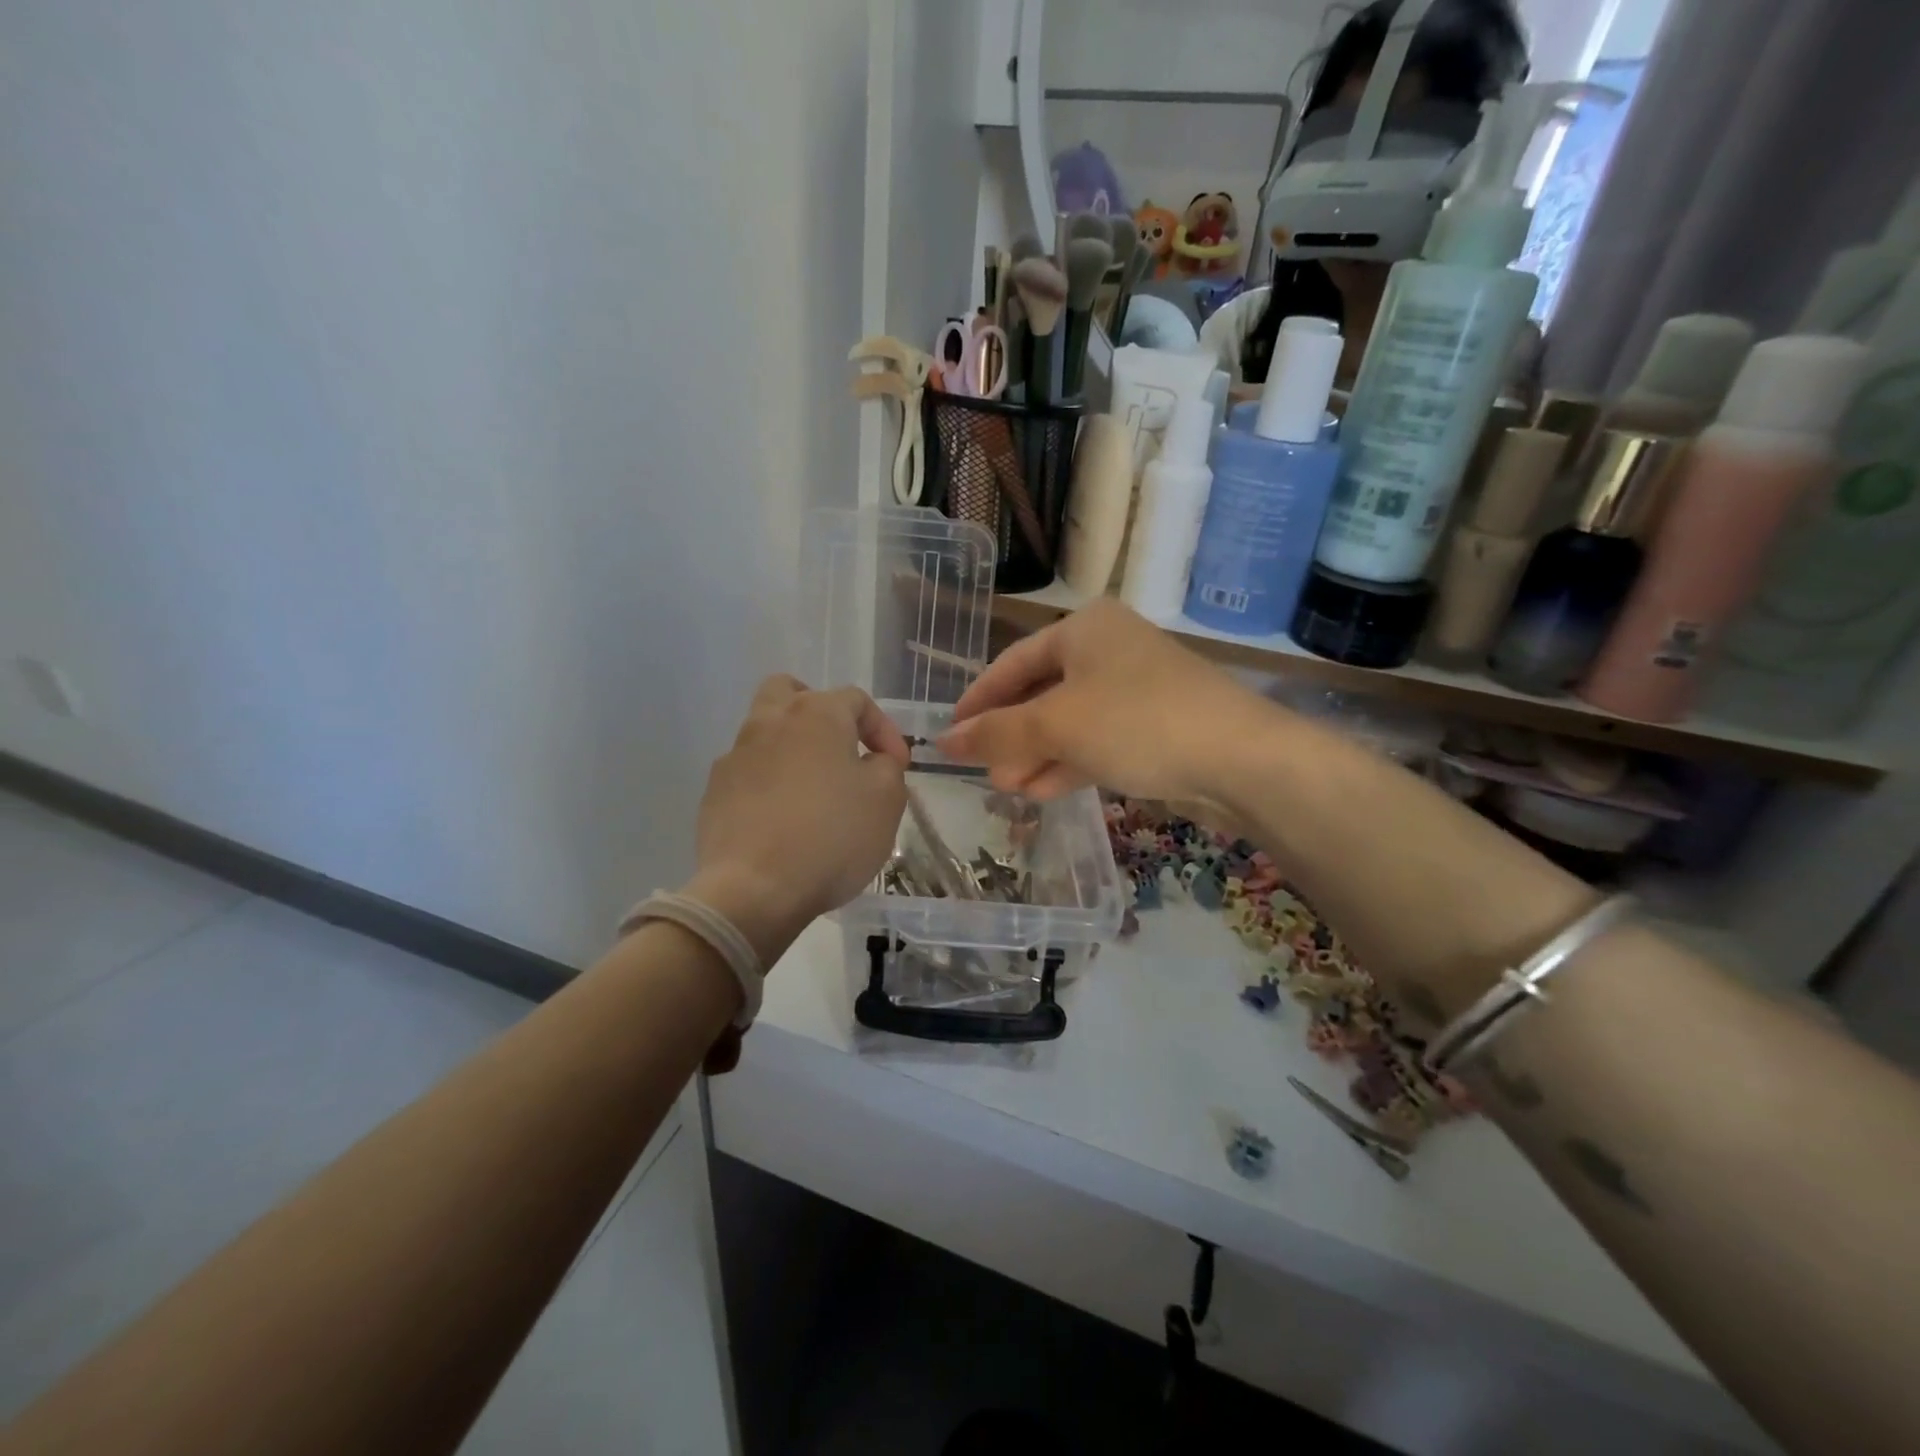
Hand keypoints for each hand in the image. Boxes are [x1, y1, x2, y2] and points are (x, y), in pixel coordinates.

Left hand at [684, 676, 907, 975]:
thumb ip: (887, 767)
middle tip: (840, 745)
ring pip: (764, 731)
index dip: (883, 729)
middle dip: (819, 710)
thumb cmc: (832, 836)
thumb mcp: (886, 800)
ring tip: (813, 789)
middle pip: (791, 691)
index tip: (897, 765)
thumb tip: (873, 760)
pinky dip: (768, 783)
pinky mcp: (715, 792)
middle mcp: (770, 722)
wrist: (754, 889)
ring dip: (792, 748)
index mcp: (816, 714)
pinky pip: (748, 772)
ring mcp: (735, 756)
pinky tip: (782, 818)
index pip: (857, 700)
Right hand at [936, 600, 1268, 804]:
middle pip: (1041, 694)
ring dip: (1036, 756)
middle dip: (1010, 737)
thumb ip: (996, 733)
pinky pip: (1098, 741)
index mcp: (1084, 629)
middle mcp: (1109, 650)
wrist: (1240, 759)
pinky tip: (1043, 792)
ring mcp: (1136, 688)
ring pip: (1069, 722)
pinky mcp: (1155, 726)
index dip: (978, 700)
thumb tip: (943, 742)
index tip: (950, 735)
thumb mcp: (1056, 725)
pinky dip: (1069, 763)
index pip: (1012, 663)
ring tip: (1008, 791)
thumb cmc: (1137, 723)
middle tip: (983, 773)